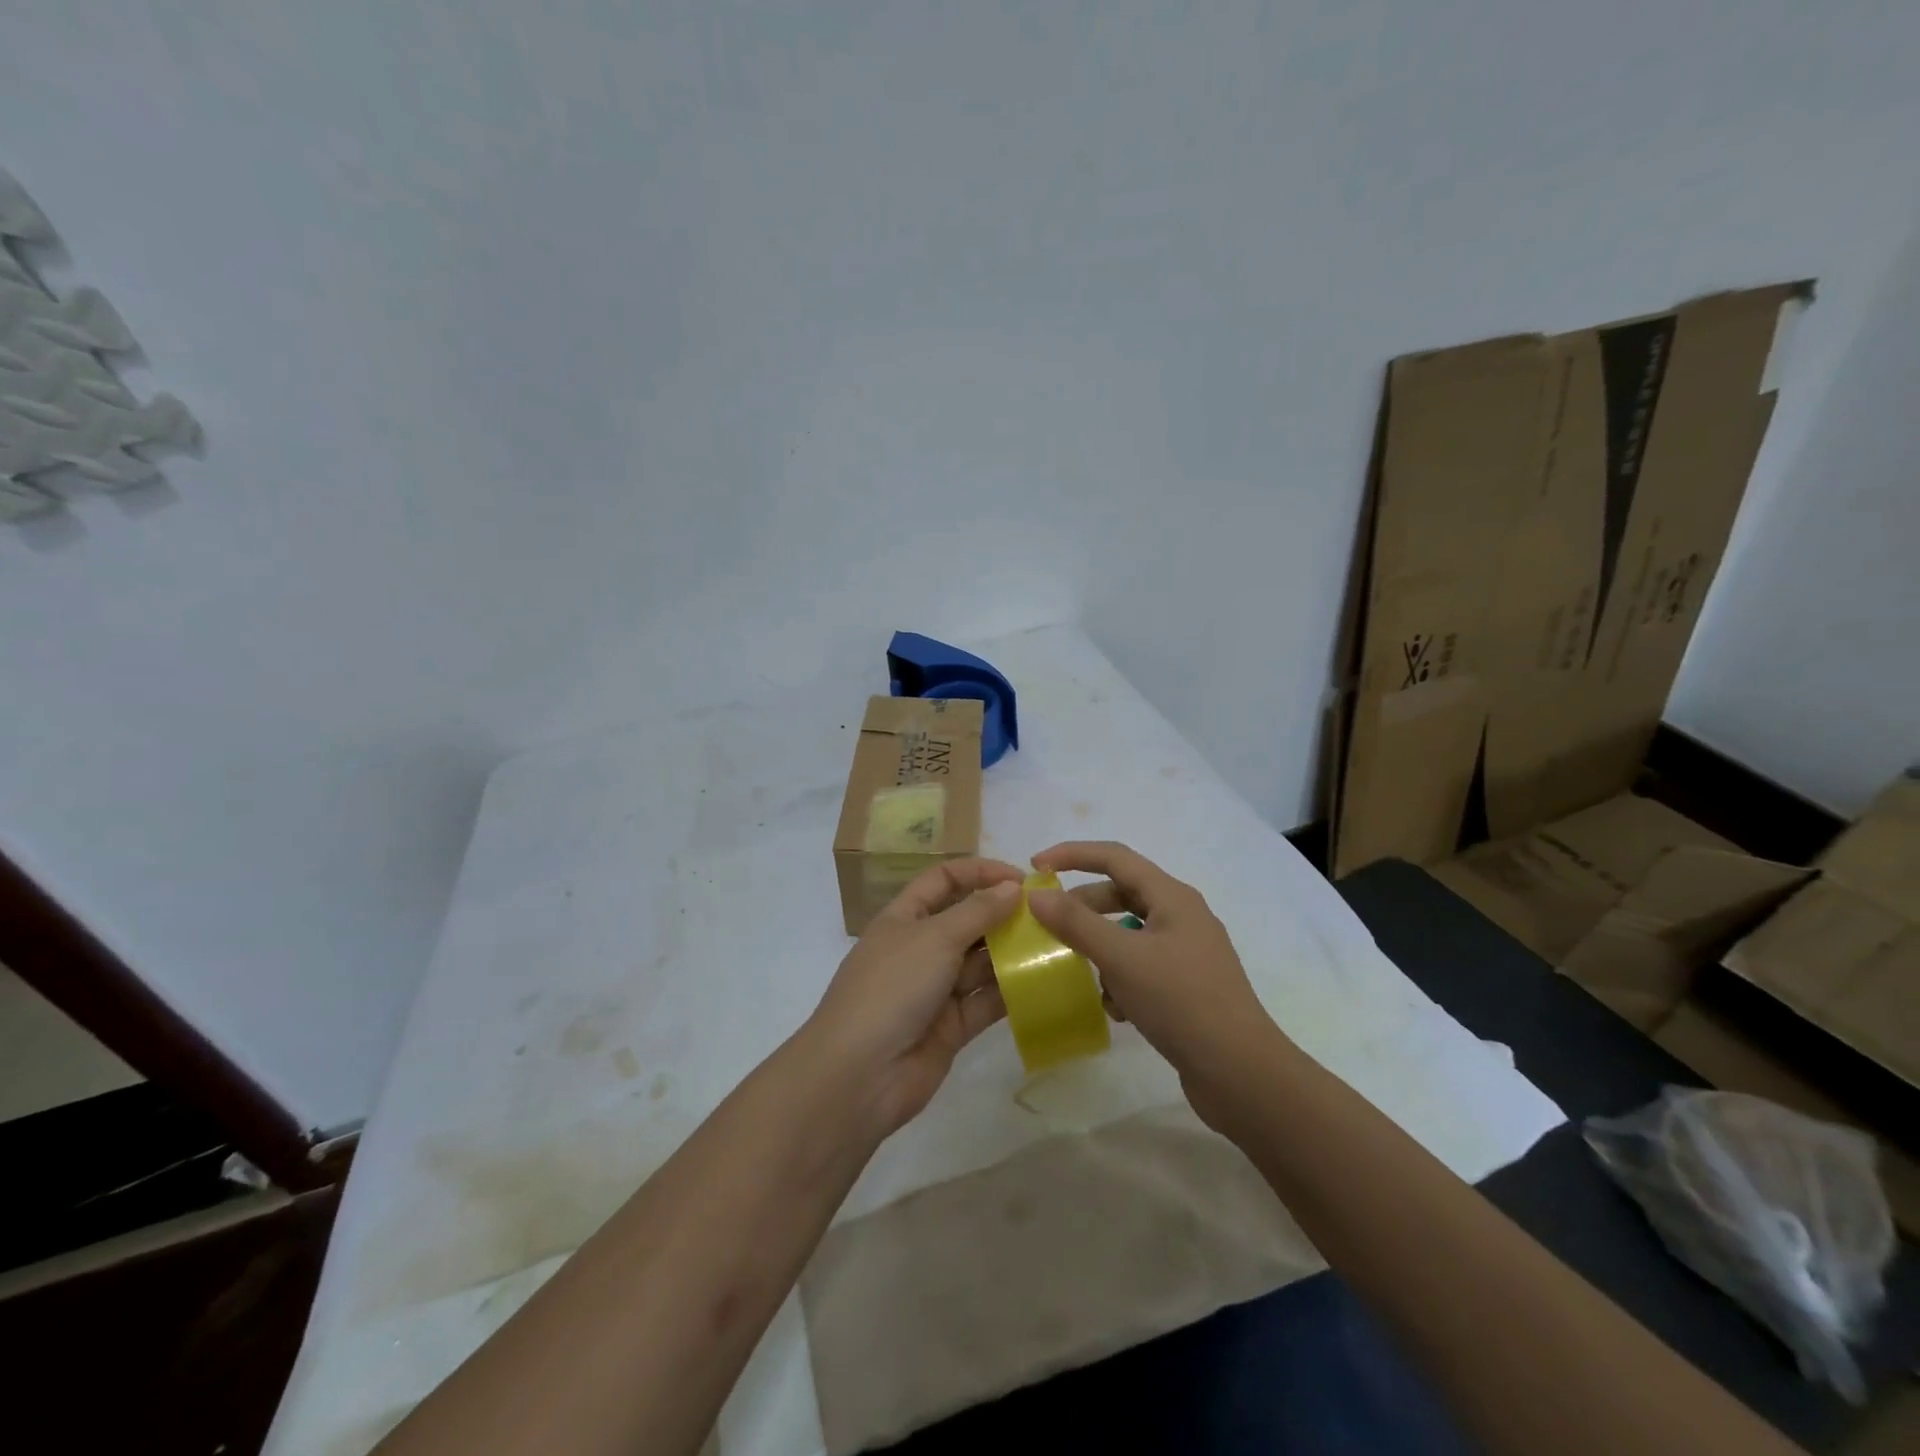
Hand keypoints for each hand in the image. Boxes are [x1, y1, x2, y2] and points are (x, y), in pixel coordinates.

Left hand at [805, 858, 1023, 1139]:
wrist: (858, 1075)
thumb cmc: (892, 987)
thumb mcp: (934, 938)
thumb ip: (977, 911)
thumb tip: (1013, 887)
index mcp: (904, 918)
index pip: (944, 880)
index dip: (980, 873)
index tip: (1021, 879)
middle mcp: (921, 948)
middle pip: (967, 921)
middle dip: (1003, 915)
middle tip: (1049, 915)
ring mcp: (936, 990)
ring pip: (981, 963)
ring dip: (1013, 953)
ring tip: (1055, 945)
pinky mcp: (952, 1027)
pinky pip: (986, 1001)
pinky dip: (1012, 992)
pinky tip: (1044, 982)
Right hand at [1027, 841, 1281, 1123]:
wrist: (1242, 1074)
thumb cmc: (1181, 1002)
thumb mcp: (1121, 958)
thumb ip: (1075, 923)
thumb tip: (1036, 895)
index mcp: (1173, 897)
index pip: (1115, 856)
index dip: (1072, 854)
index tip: (1035, 867)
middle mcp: (1182, 917)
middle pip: (1121, 894)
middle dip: (1083, 908)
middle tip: (1049, 925)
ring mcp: (1187, 953)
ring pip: (1128, 935)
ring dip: (1101, 950)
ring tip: (1082, 973)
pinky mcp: (1186, 987)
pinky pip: (1141, 967)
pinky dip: (1121, 980)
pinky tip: (1116, 1010)